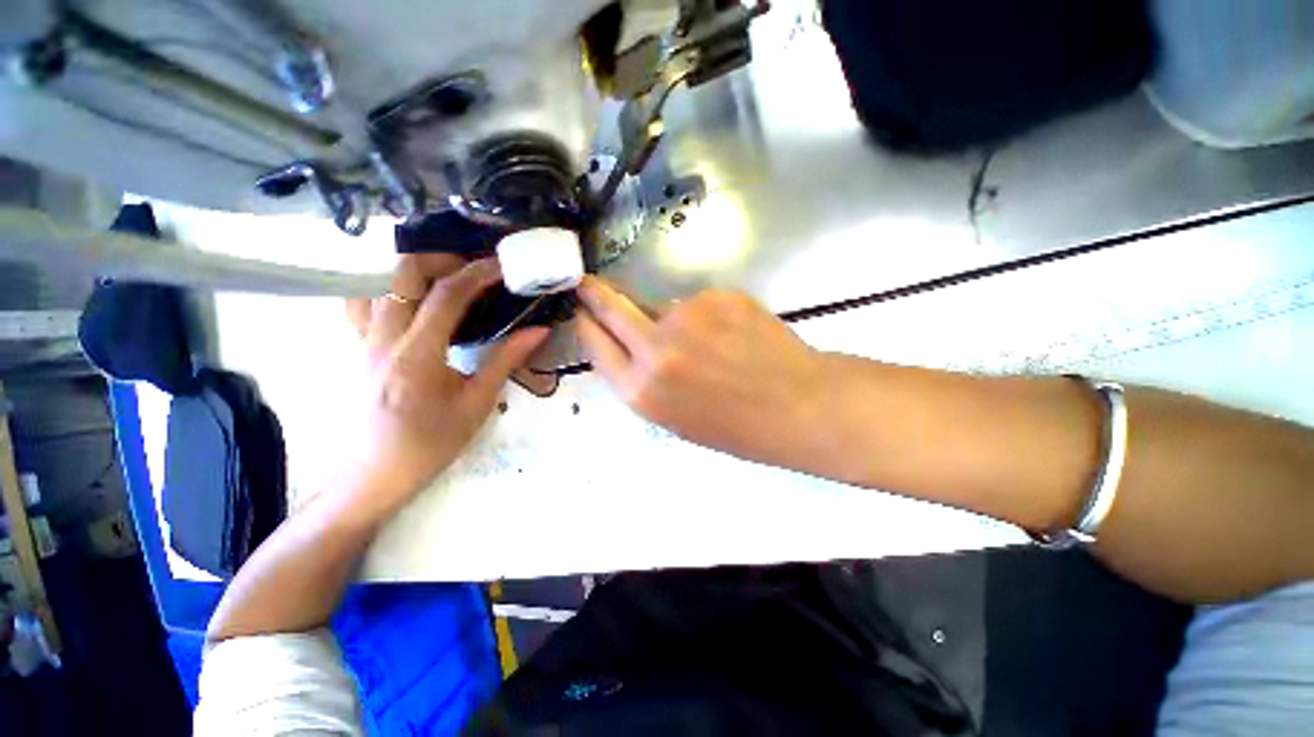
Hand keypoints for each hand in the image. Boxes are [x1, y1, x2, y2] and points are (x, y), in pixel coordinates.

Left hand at [343, 255, 547, 513]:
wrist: (375, 473)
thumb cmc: (431, 443)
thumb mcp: (477, 403)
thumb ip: (506, 360)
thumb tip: (539, 331)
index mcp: (418, 354)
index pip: (447, 294)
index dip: (478, 272)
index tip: (503, 265)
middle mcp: (383, 338)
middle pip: (403, 272)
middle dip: (444, 260)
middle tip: (476, 270)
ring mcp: (364, 339)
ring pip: (378, 280)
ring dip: (415, 270)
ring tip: (448, 278)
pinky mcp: (358, 346)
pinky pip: (363, 301)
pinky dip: (388, 287)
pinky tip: (412, 298)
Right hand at [576, 275, 833, 473]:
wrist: (799, 406)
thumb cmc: (737, 427)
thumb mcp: (676, 418)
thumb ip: (644, 380)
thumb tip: (629, 343)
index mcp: (642, 391)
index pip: (595, 345)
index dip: (587, 325)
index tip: (582, 312)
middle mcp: (655, 350)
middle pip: (611, 307)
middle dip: (595, 294)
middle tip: (588, 284)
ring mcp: (686, 317)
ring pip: (661, 306)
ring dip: (669, 317)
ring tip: (707, 342)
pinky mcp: (717, 296)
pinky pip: (698, 303)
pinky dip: (706, 315)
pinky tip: (731, 334)